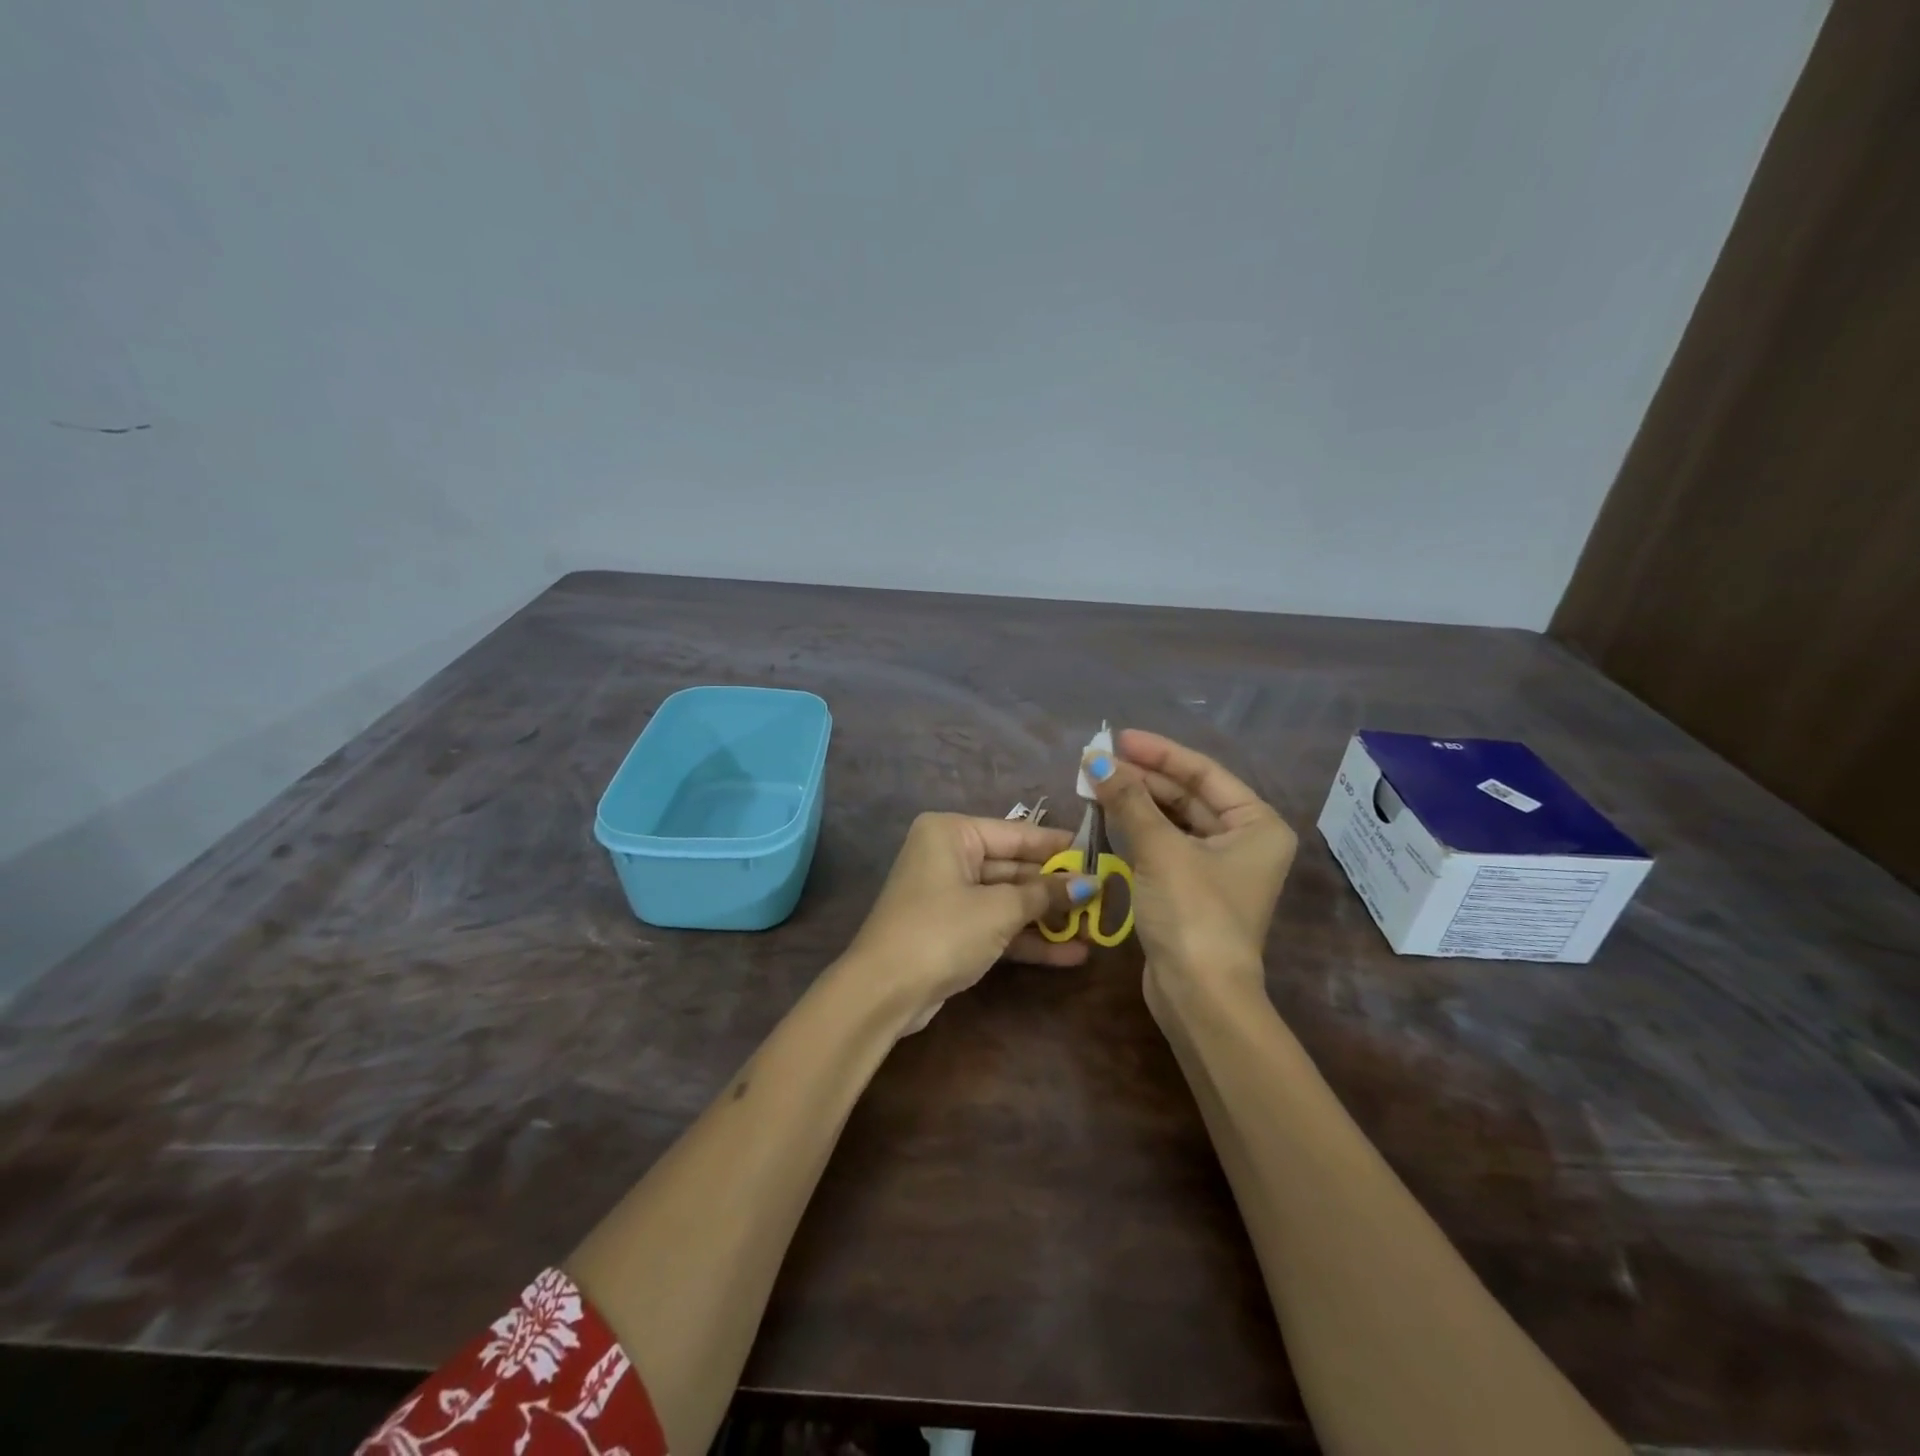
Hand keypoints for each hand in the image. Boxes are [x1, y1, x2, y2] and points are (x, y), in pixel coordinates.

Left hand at [844, 812, 1098, 1031]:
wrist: (884, 991)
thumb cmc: (942, 931)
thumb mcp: (999, 909)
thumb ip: (1045, 894)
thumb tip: (1089, 884)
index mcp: (952, 833)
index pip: (1017, 834)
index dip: (1059, 847)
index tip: (1099, 855)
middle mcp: (949, 856)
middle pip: (1014, 867)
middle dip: (1056, 888)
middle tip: (1104, 897)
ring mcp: (949, 895)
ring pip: (1008, 900)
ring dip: (1048, 917)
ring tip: (1095, 929)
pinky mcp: (953, 931)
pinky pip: (997, 925)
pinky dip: (1028, 938)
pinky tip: (1071, 954)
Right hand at [1082, 729, 1296, 1004]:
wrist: (1199, 995)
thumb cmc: (1193, 912)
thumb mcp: (1161, 849)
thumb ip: (1128, 800)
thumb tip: (1095, 760)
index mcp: (1257, 824)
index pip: (1204, 773)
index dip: (1159, 753)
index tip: (1119, 738)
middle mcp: (1243, 841)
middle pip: (1188, 795)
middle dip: (1143, 778)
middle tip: (1098, 761)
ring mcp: (1217, 867)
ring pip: (1172, 821)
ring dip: (1136, 802)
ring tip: (1096, 782)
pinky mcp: (1191, 889)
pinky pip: (1163, 845)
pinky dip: (1137, 830)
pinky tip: (1107, 815)